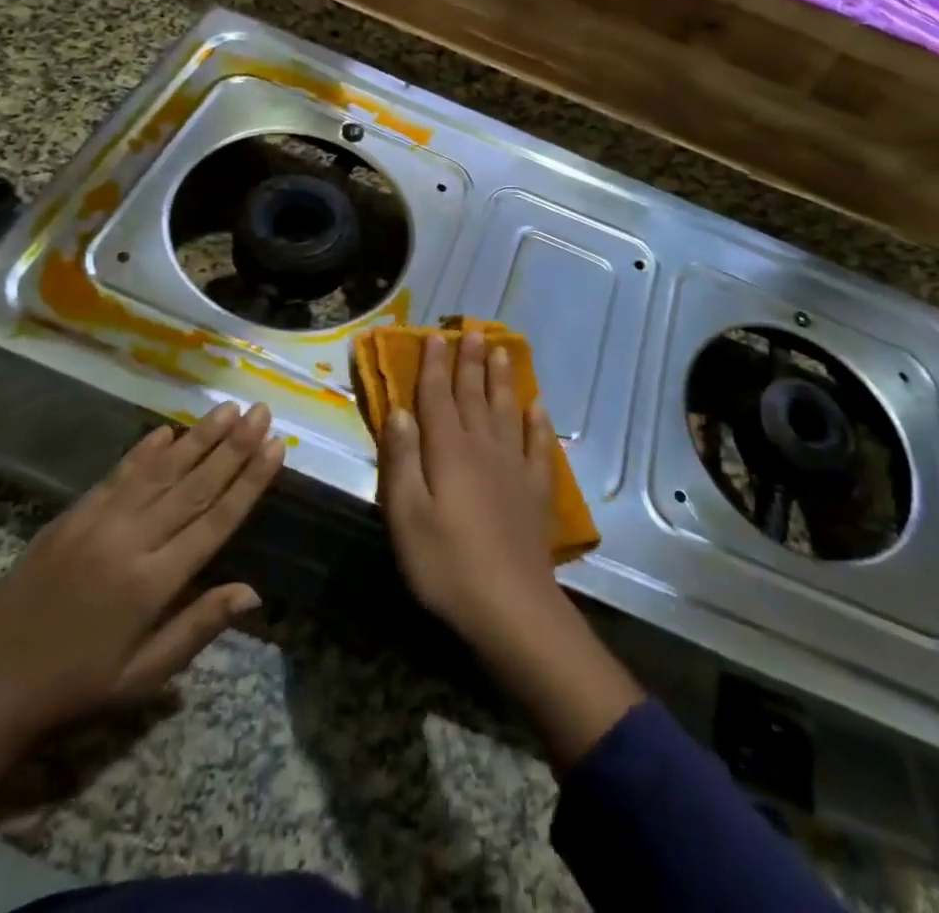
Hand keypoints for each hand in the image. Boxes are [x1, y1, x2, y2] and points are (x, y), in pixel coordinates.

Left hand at [0, 401, 283, 757]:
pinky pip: (118, 476)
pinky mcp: (71, 517)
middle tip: (262, 412)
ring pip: (160, 471)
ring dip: (198, 438)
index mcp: (153, 582)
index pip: (216, 519)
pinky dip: (145, 452)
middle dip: (234, 446)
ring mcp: (98, 524)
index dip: (250, 481)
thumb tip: (254, 592)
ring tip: (229, 409)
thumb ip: (198, 626)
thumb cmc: (74, 689)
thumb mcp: (142, 676)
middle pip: (194, 484)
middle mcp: (131, 541)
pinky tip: (168, 431)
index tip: (276, 447)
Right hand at [378, 333, 643, 770]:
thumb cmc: (445, 564)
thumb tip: (399, 411)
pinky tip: (538, 408)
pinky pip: (539, 446)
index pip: (437, 399)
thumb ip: (401, 460)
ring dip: (502, 380)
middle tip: (473, 331)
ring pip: (507, 411)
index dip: (434, 367)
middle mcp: (483, 449)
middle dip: (470, 363)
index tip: (436, 337)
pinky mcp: (536, 491)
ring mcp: (514, 468)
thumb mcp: (405, 516)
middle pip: (474, 397)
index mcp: (448, 452)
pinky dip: (538, 423)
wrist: (510, 607)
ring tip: (502, 352)